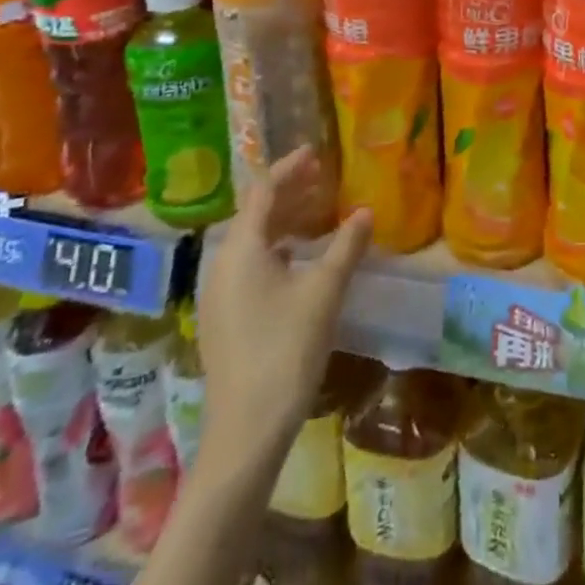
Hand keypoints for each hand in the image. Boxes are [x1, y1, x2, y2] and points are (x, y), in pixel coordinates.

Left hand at [198, 148, 372, 461]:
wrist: (245, 432)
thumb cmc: (285, 350)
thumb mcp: (324, 292)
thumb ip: (346, 246)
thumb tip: (365, 211)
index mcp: (242, 249)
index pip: (263, 191)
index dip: (289, 168)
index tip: (315, 153)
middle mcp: (223, 264)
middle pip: (255, 214)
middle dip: (288, 193)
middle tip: (321, 179)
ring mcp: (218, 294)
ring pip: (252, 242)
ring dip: (283, 221)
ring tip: (317, 213)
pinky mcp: (223, 318)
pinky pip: (249, 264)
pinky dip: (275, 248)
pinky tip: (299, 259)